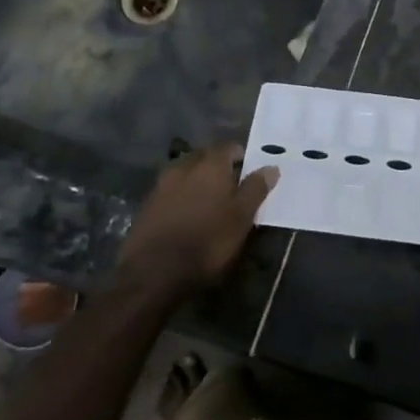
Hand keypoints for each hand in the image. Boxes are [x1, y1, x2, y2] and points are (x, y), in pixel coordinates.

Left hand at [118, 144, 277, 296]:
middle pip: (206, 157)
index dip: (243, 158)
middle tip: (233, 187)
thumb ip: (256, 189)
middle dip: (219, 167)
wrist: (154, 271)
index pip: (230, 148)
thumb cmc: (208, 241)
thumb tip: (271, 167)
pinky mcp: (148, 205)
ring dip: (199, 182)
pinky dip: (183, 196)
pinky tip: (189, 215)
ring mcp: (162, 185)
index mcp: (210, 165)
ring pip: (186, 173)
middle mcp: (184, 167)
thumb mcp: (242, 217)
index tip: (252, 174)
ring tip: (211, 202)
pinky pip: (172, 191)